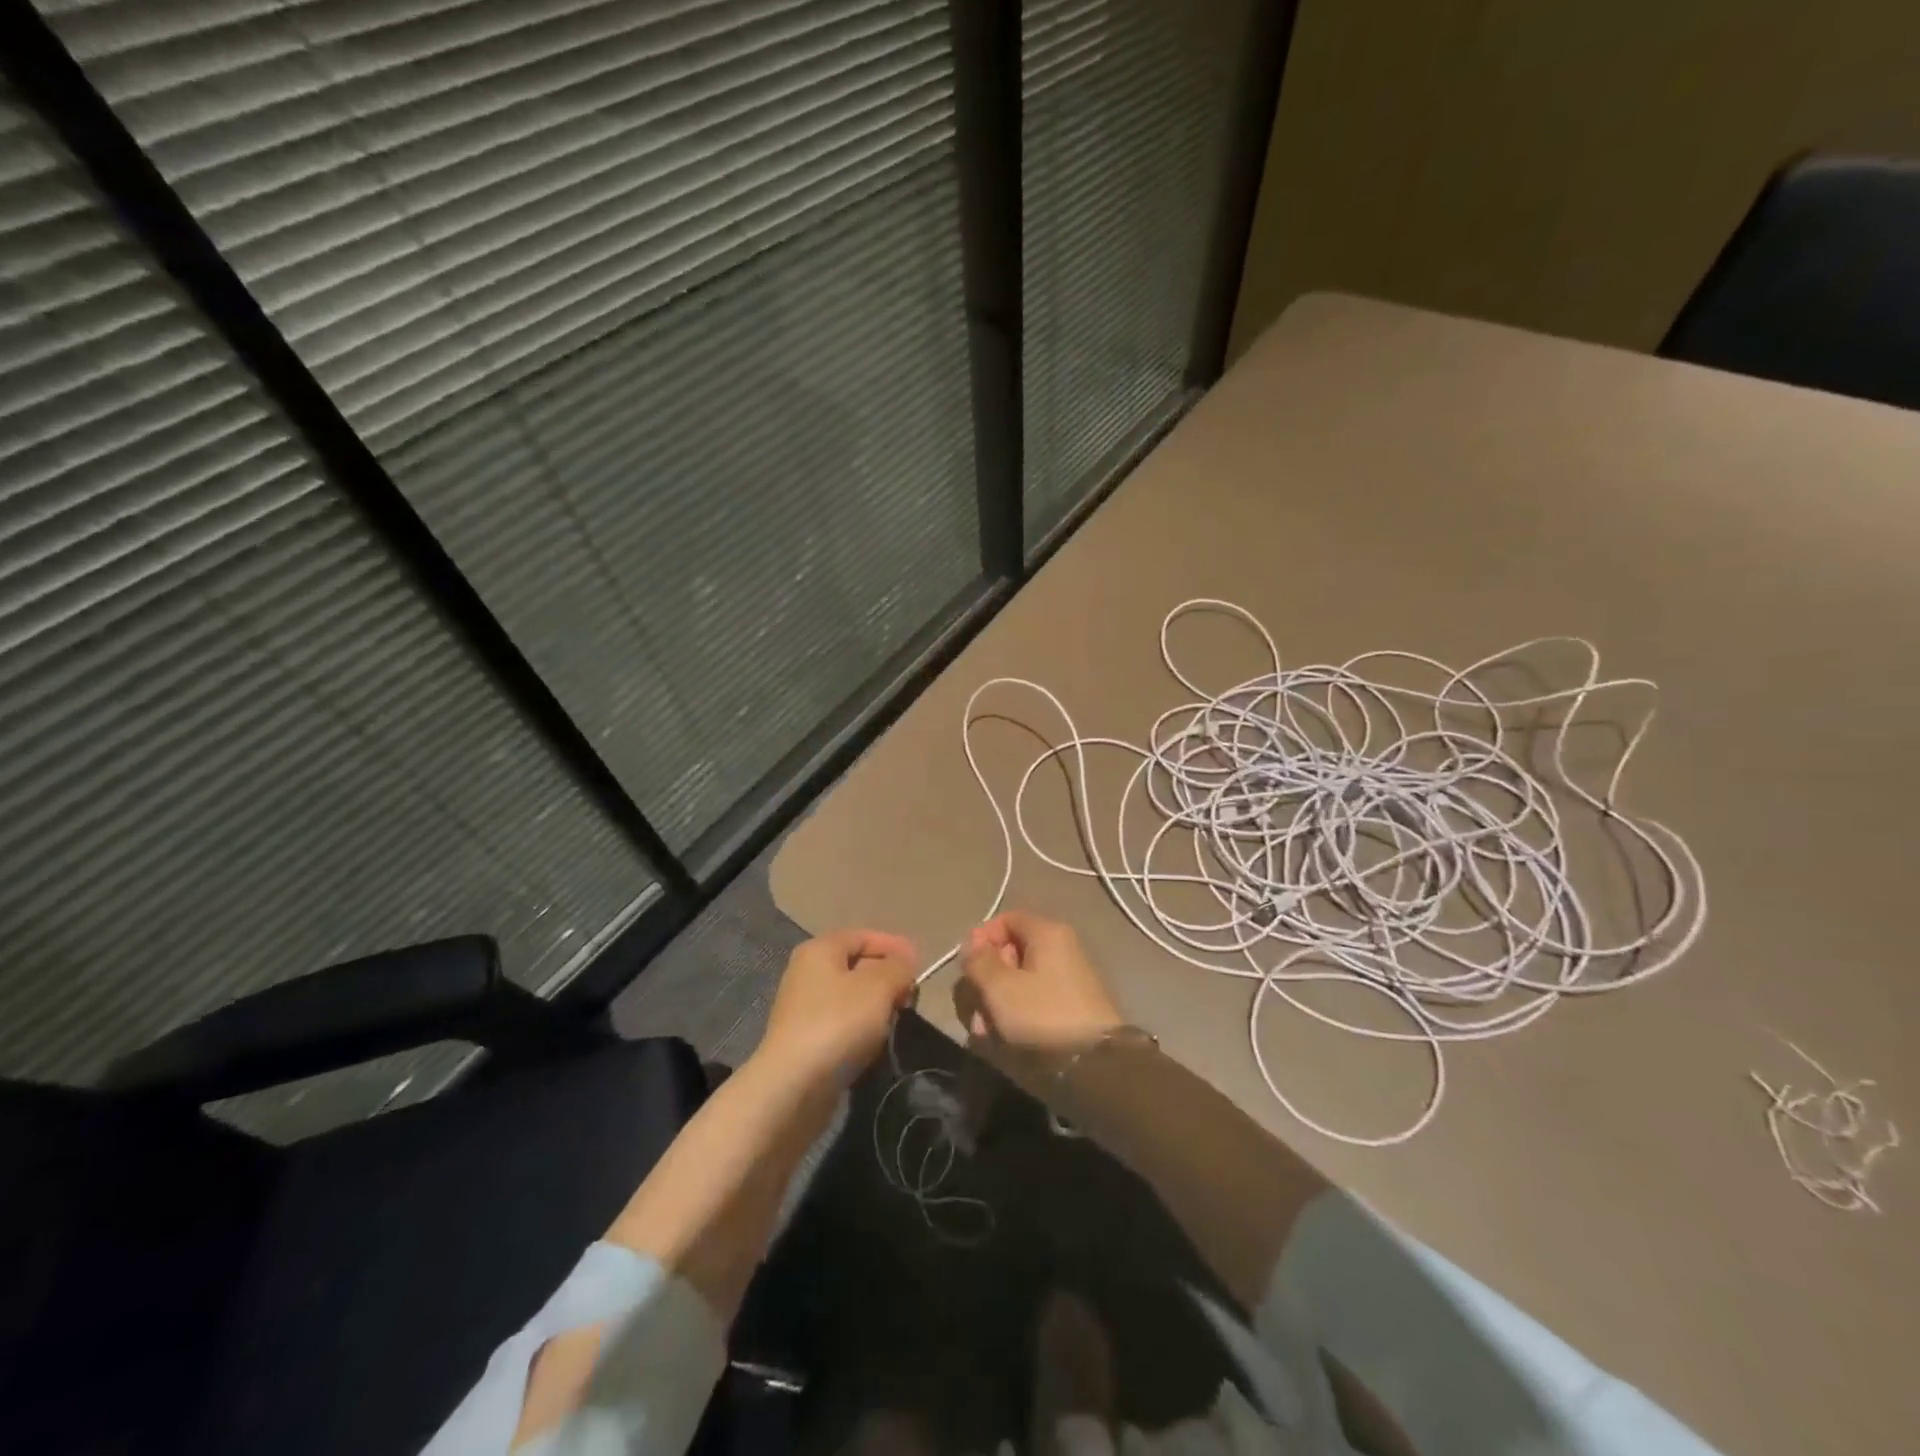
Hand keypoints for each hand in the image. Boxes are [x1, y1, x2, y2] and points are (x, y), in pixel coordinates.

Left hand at [754, 928, 917, 1089]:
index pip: (863, 936)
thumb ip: (898, 967)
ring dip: (876, 1007)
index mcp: (820, 950)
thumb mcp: (879, 986)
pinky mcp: (805, 1040)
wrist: (792, 1086)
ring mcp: (804, 1008)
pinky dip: (861, 1029)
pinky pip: (842, 1024)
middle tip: (911, 996)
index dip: (894, 946)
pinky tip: (874, 1044)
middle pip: (857, 965)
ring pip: (851, 997)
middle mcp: (807, 973)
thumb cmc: (838, 1023)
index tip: (920, 966)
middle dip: (887, 978)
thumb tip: (906, 959)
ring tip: (896, 1021)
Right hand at [960, 911, 1122, 1050]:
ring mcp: (1068, 976)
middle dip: (987, 978)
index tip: (967, 965)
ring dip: (997, 1000)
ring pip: (1020, 978)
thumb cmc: (1042, 1014)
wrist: (1094, 1062)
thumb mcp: (1000, 987)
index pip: (1007, 919)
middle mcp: (1061, 947)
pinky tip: (1003, 1035)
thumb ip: (979, 961)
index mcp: (1047, 933)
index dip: (982, 938)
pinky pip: (1035, 997)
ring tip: (984, 1030)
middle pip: (1012, 950)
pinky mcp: (1071, 1003)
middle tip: (974, 1005)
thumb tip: (972, 945)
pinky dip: (1016, 1011)